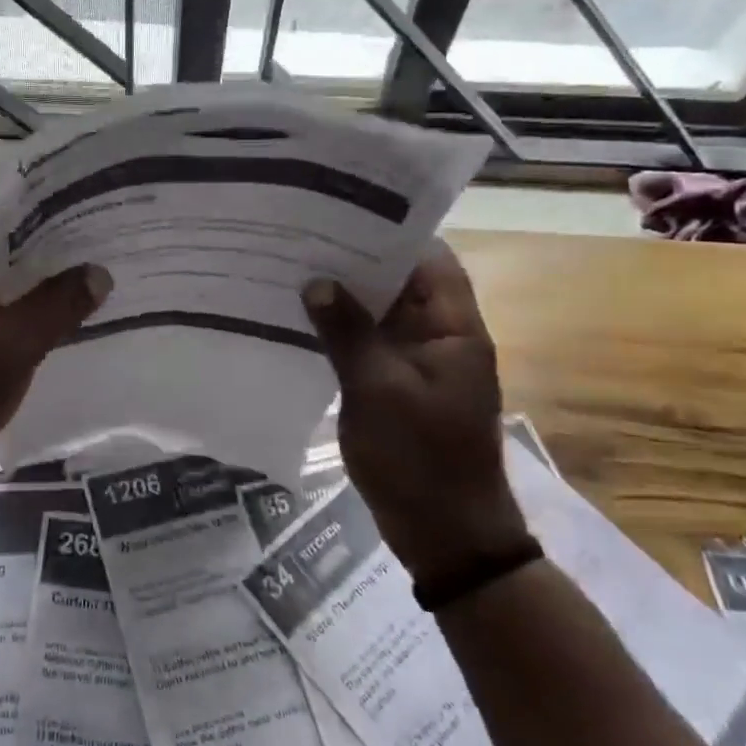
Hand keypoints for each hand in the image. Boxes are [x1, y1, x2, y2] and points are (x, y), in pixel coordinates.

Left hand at [0, 226, 110, 503]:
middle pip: (0, 250)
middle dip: (46, 254)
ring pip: (0, 281)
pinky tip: (60, 310)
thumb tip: (101, 272)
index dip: (43, 218)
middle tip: (99, 246)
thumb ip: (58, 305)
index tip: (86, 218)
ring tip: (89, 273)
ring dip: (36, 284)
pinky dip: (23, 308)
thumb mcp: (12, 346)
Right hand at [302, 243, 530, 584]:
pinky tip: (300, 320)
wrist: (445, 535)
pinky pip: (367, 344)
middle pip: (400, 282)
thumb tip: (316, 282)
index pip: (429, 258)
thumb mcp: (378, 389)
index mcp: (453, 328)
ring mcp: (415, 362)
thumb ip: (347, 332)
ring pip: (380, 314)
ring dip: (344, 297)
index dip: (391, 231)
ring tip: (292, 269)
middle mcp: (438, 336)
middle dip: (356, 261)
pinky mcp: (395, 386)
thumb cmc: (420, 458)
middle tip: (302, 236)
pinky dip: (340, 330)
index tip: (342, 211)